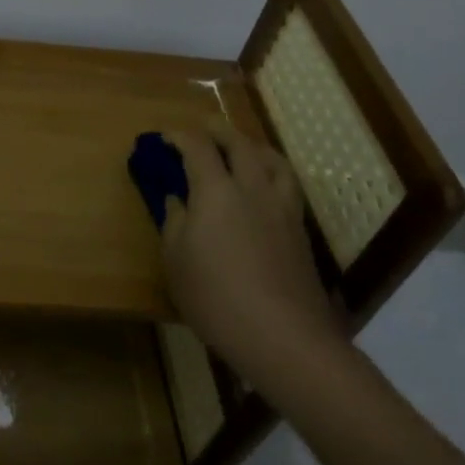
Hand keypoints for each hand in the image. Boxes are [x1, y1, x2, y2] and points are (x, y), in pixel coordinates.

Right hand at [161, 127, 348, 387]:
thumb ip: (175, 223)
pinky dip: (273, 172)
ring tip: (244, 148)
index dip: (179, 136)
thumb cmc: (217, 298)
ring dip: (253, 146)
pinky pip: (287, 184)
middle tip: (204, 127)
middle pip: (239, 144)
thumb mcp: (176, 261)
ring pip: (272, 160)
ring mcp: (281, 208)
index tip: (165, 137)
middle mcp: (252, 188)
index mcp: (216, 191)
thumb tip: (177, 200)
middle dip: (218, 130)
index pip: (197, 147)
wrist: (284, 337)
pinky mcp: (299, 231)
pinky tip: (266, 187)